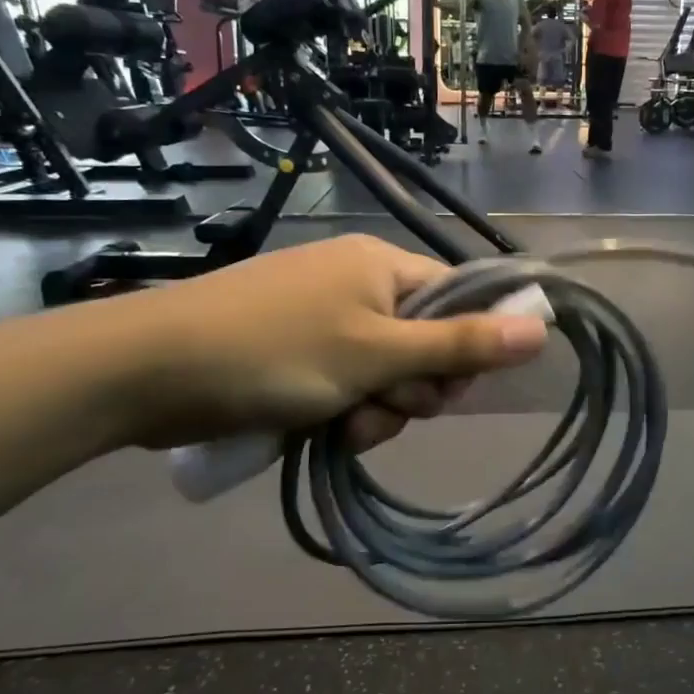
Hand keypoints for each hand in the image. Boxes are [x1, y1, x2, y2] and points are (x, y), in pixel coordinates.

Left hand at [106, 236, 547, 448]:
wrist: (150, 369)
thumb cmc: (277, 352)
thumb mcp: (379, 354)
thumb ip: (461, 344)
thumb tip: (542, 327)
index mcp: (383, 265)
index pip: (458, 299)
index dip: (464, 348)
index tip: (444, 388)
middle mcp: (357, 282)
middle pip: (422, 343)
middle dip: (410, 389)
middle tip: (379, 406)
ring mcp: (322, 317)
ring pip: (383, 373)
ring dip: (374, 409)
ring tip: (339, 425)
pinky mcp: (293, 350)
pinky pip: (343, 383)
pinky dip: (340, 410)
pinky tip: (319, 428)